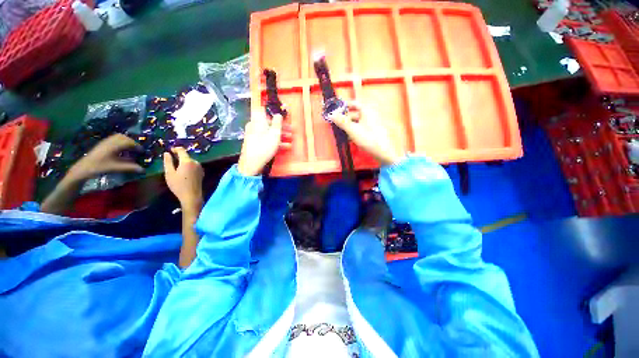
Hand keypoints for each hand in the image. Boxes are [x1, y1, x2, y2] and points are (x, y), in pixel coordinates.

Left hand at [67, 134, 143, 181]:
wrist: (83, 168)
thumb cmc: (99, 167)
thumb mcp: (116, 167)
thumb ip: (129, 167)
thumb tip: (143, 169)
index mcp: (113, 145)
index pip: (128, 142)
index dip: (137, 146)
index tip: (142, 152)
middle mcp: (109, 141)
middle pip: (123, 137)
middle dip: (132, 142)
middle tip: (137, 149)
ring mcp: (105, 142)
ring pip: (118, 137)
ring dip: (126, 141)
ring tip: (130, 149)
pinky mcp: (102, 144)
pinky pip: (113, 139)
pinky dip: (120, 142)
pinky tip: (121, 149)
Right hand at [163, 147, 203, 210]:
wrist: (192, 196)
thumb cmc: (178, 185)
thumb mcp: (169, 173)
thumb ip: (168, 162)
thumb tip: (166, 153)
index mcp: (187, 161)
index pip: (182, 150)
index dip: (175, 149)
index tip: (169, 150)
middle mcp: (196, 162)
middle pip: (186, 156)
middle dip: (179, 156)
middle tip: (171, 159)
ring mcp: (200, 167)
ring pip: (190, 161)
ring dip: (184, 161)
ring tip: (176, 166)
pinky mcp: (201, 172)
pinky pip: (194, 166)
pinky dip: (188, 166)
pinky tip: (183, 172)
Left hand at [237, 112, 290, 175]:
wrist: (252, 163)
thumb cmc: (264, 146)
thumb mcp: (275, 133)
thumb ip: (278, 122)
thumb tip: (278, 114)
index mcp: (257, 120)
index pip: (264, 110)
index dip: (274, 112)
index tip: (283, 116)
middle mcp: (254, 125)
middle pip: (269, 123)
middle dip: (282, 127)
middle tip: (291, 130)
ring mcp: (254, 134)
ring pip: (269, 132)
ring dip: (281, 135)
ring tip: (291, 139)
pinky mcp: (255, 143)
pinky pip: (266, 138)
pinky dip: (275, 141)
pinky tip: (285, 146)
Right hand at [330, 102, 403, 164]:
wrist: (383, 153)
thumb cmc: (368, 139)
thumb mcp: (353, 130)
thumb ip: (342, 122)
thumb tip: (331, 114)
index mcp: (367, 111)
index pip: (354, 103)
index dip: (344, 105)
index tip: (336, 110)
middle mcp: (370, 115)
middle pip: (354, 114)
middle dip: (345, 119)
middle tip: (336, 124)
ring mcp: (372, 124)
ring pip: (357, 122)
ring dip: (348, 127)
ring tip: (341, 133)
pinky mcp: (372, 132)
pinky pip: (361, 129)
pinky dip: (354, 132)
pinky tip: (349, 139)